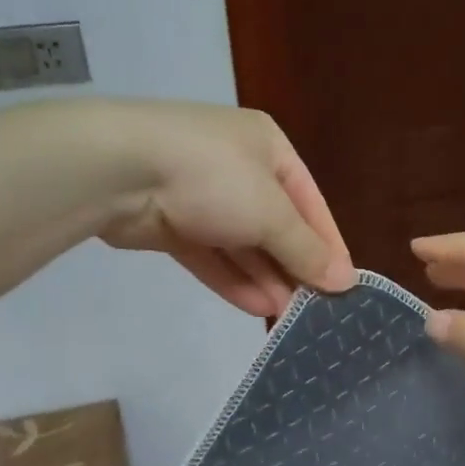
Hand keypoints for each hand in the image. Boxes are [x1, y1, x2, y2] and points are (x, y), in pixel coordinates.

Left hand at [90, 101, 354, 316]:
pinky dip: (233, 278)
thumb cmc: (213, 177)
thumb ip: (306, 249)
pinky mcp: (171, 222)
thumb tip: (345, 281)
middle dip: (294, 266)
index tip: (344, 285)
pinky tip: (257, 308)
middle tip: (316, 308)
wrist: (118, 171)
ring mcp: (201, 195)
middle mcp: (238, 167)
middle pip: (276, 225)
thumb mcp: (272, 213)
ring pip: (242, 244)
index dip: (328, 245)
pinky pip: (211, 254)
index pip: (310, 202)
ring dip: (265, 278)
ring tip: (289, 317)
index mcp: (268, 148)